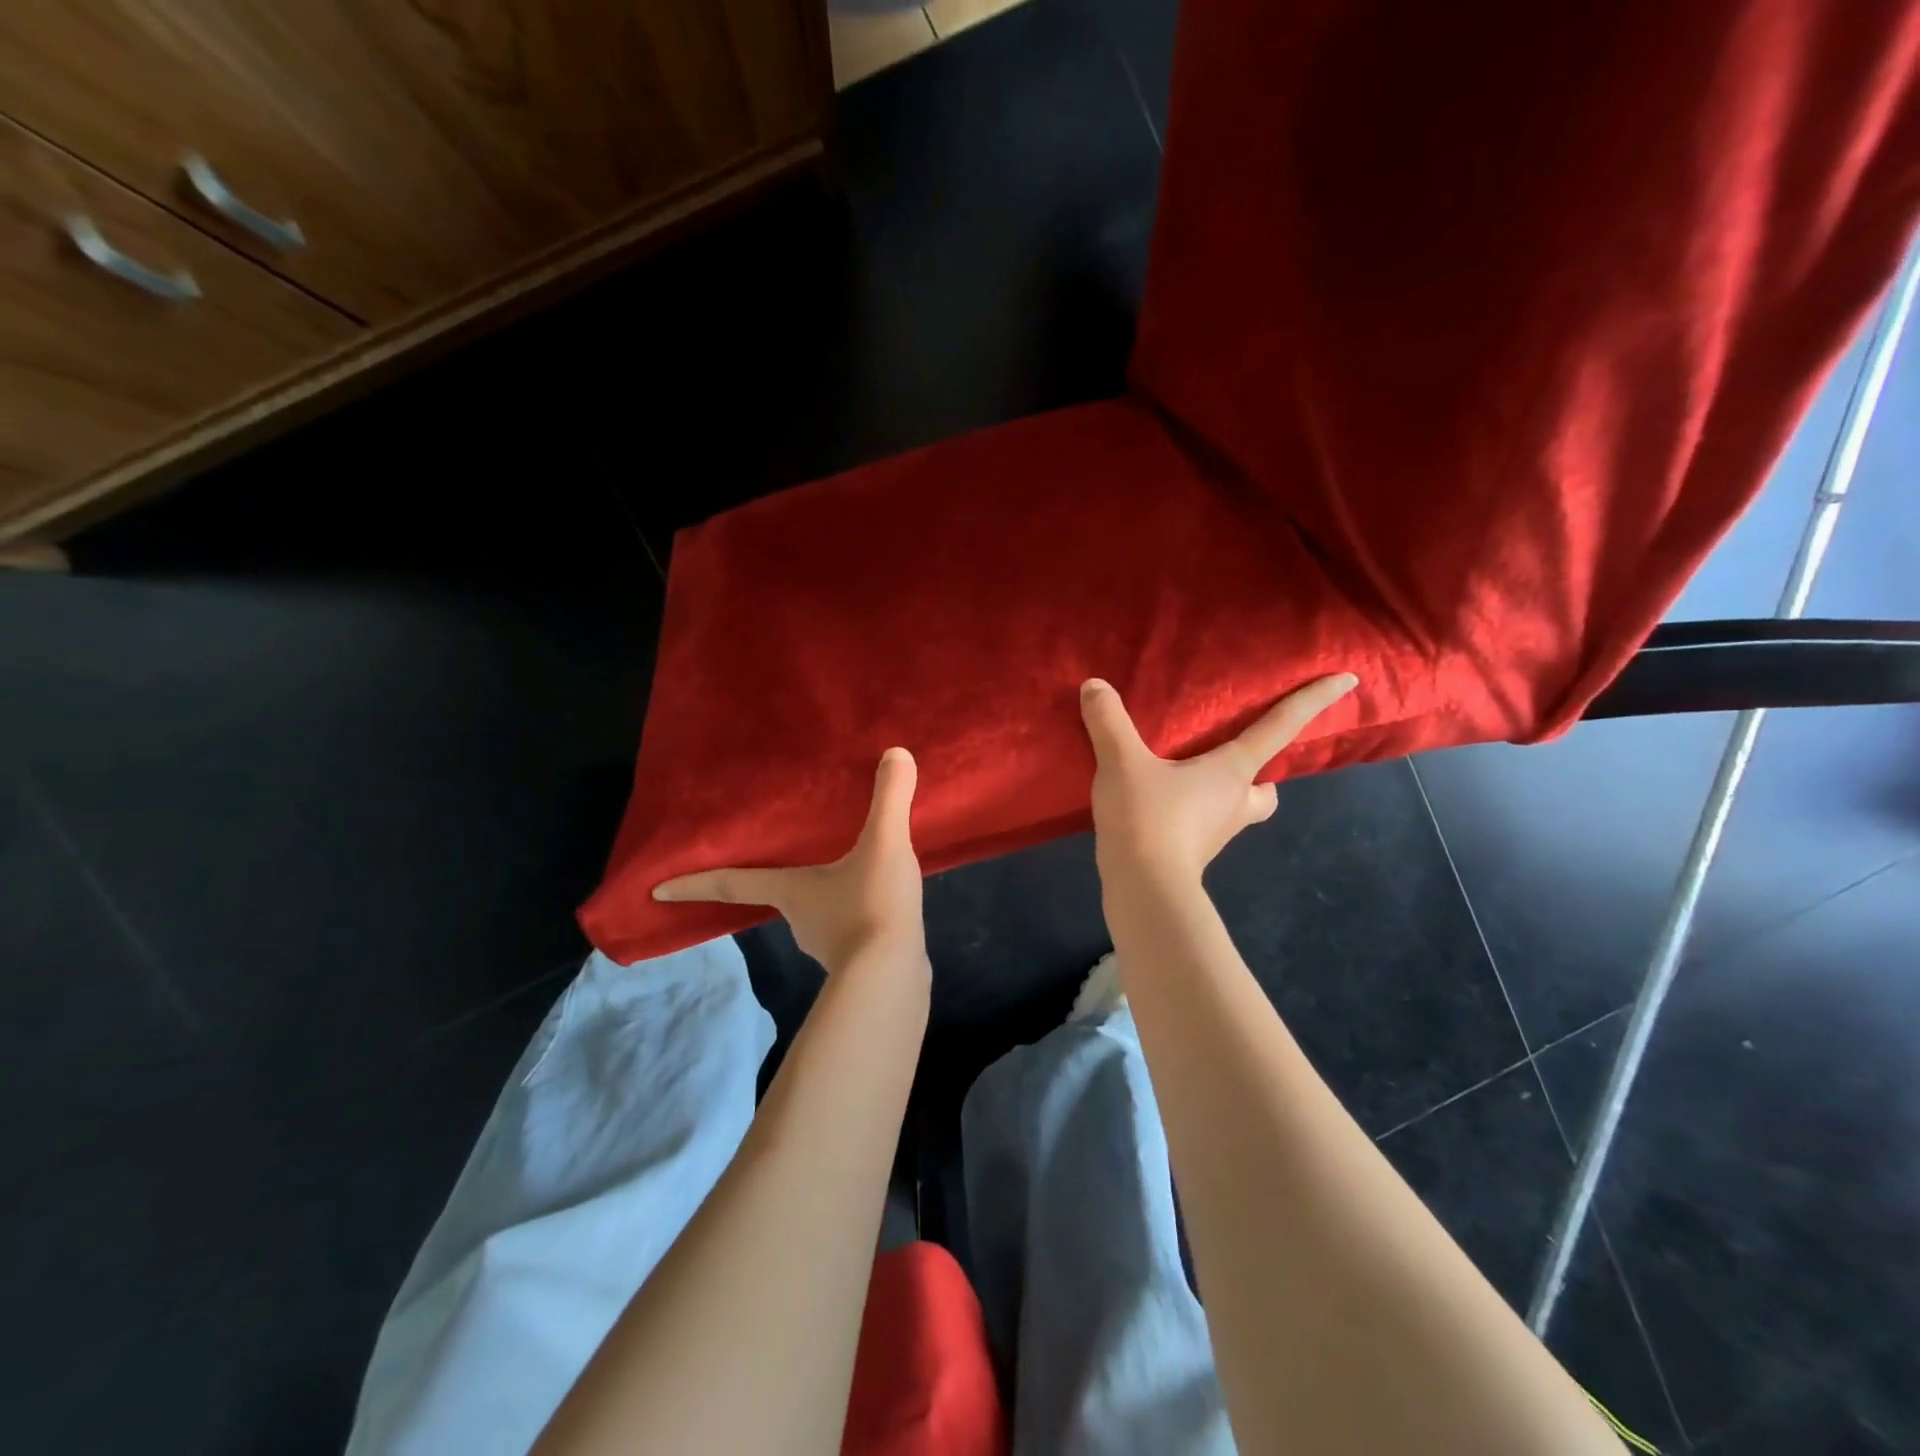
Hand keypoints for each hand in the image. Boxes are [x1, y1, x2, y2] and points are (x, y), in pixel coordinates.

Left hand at [653, 747, 925, 973]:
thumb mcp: (884, 845)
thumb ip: (889, 799)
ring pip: (816, 911)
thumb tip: (896, 752)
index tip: (655, 890)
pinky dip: (853, 912)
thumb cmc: (872, 906)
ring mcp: (828, 943)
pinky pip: (848, 927)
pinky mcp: (856, 958)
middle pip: (777, 894)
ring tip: (847, 870)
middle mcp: (800, 919)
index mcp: (791, 891)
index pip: (732, 883)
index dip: (694, 883)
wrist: (895, 977)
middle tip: (785, 856)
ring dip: (823, 894)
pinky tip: (878, 899)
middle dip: (775, 879)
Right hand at [1079, 674, 1358, 884]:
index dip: (1314, 701)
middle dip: (1261, 775)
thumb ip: (1109, 722)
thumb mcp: (1122, 763)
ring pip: (1238, 809)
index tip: (1349, 680)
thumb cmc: (1148, 819)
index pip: (1281, 727)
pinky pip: (1203, 825)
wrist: (1143, 888)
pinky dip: (1191, 814)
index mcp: (1232, 772)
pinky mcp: (1192, 853)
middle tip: (1231, 759)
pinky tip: (1158, 807)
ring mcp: (1217, 832)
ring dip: (1224, 795)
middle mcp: (1235, 801)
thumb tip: (1094, 685)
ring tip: (1184, 780)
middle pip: (1267, 788)